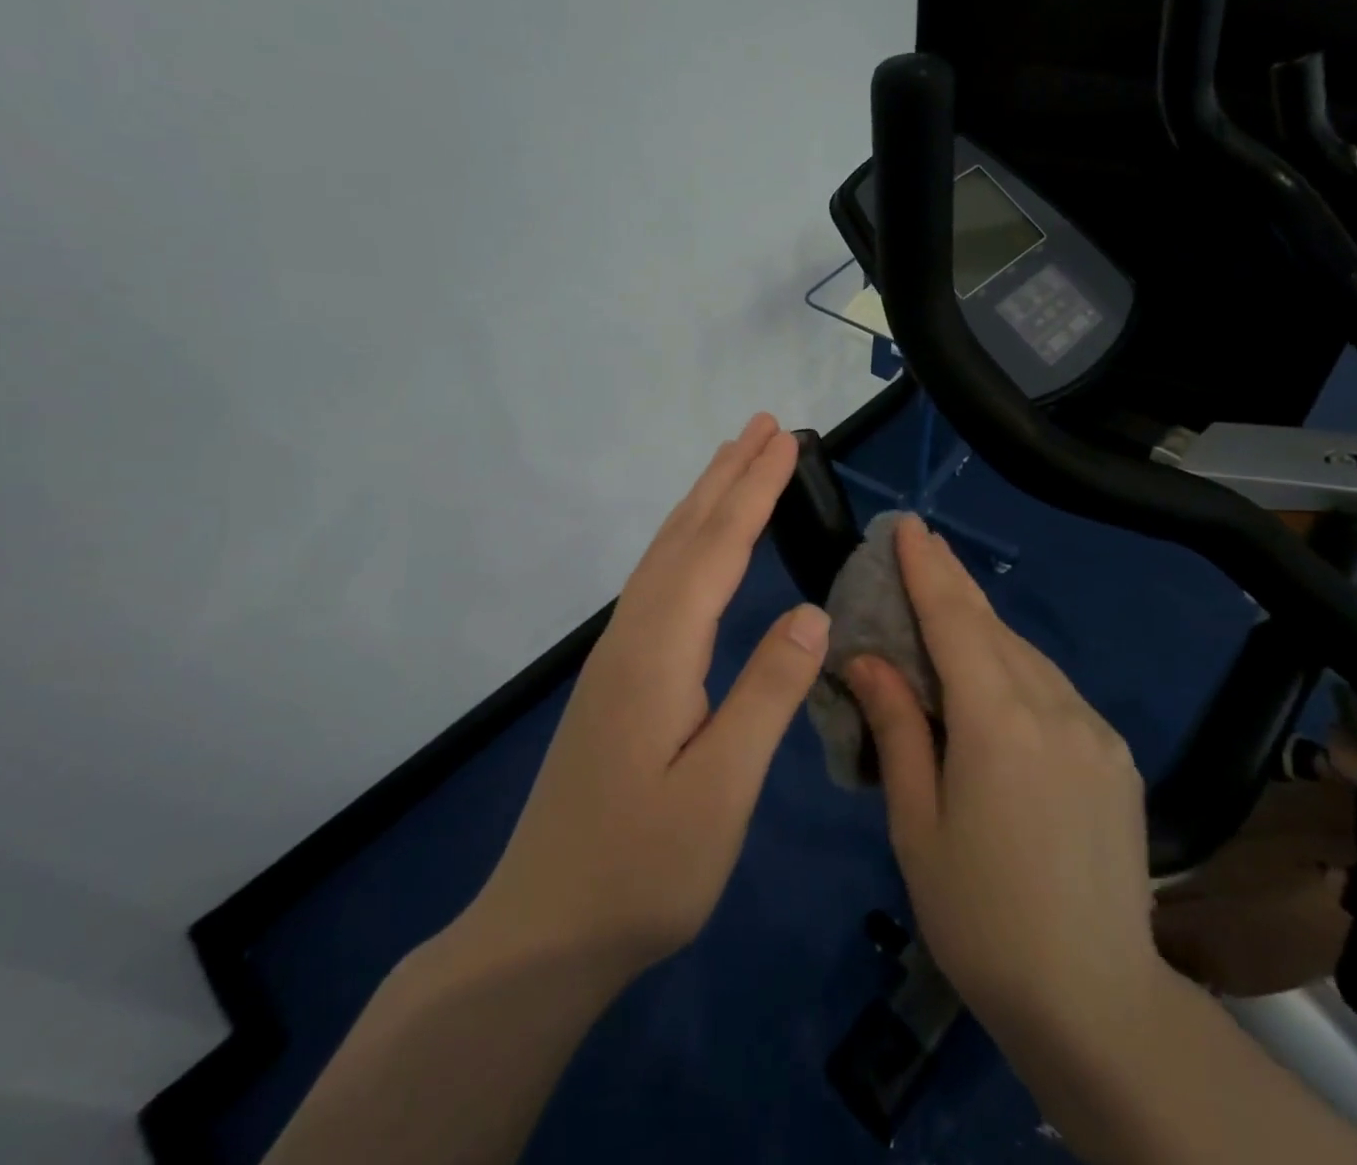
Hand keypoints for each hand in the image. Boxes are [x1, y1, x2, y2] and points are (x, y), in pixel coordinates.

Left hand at [460, 412, 829, 989]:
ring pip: (665, 555)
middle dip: (727, 475)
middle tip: (765, 425)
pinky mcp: (618, 677)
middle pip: (683, 535)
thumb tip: (811, 611)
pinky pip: (658, 582)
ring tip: (737, 462)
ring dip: (704, 500)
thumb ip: (767, 693)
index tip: (785, 441)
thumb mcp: (721, 790)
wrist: (545, 930)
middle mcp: (632, 636)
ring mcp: (617, 655)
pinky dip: (687, 541)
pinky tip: (699, 545)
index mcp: (658, 653)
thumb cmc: (642, 869)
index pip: (716, 549)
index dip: (754, 491)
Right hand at [845, 515, 1162, 1066]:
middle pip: (993, 627)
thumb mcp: (918, 824)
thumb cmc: (981, 917)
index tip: (909, 526)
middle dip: (954, 581)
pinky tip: (994, 674)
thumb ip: (898, 728)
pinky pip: (1054, 688)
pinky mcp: (1114, 754)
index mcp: (998, 723)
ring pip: (1026, 654)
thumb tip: (867, 659)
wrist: (1095, 999)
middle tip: (922, 544)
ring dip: (983, 625)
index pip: (955, 622)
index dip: (928, 570)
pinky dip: (1015, 666)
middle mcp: (1053, 707)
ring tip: (947, 604)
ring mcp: (1094, 728)